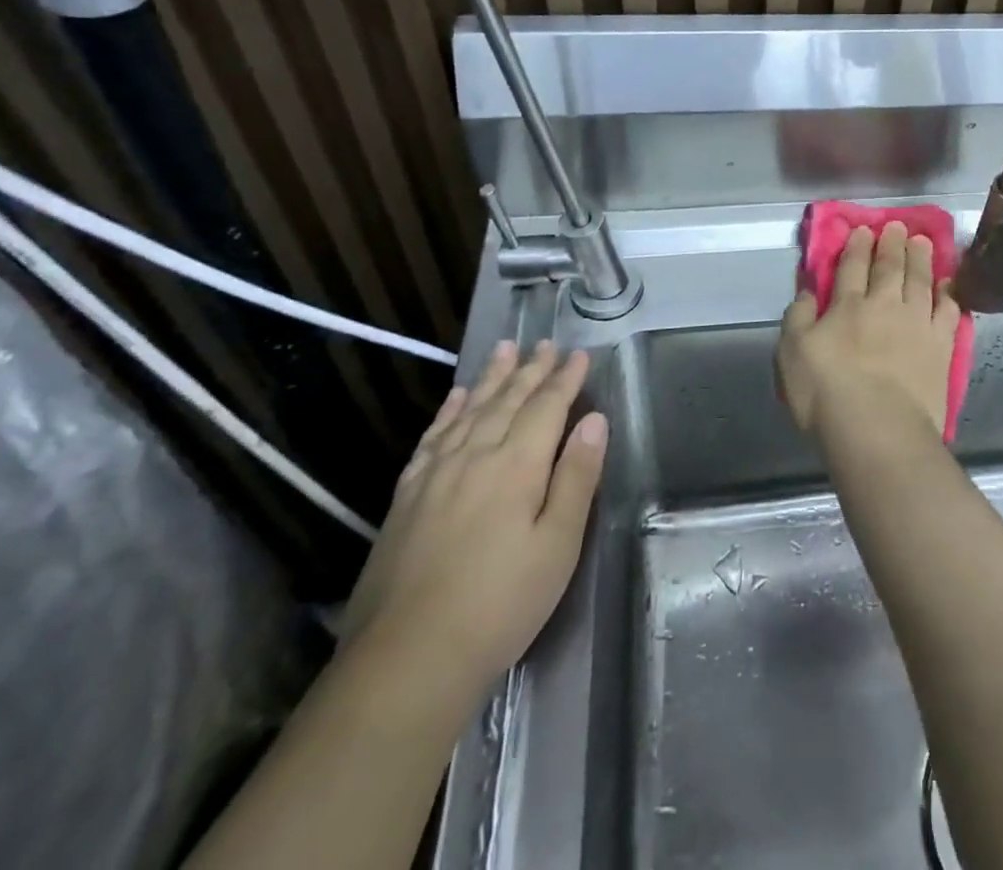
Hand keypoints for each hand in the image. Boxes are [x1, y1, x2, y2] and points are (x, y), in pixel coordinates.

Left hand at [341, 341, 607, 697]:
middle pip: (508, 400)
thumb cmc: (500, 604)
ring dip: (491, 378)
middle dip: (531, 369)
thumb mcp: (558, 545)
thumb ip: (576, 477)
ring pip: (470, 410)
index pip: (547, 407)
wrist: (406, 659)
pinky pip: (433, 437)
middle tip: (545, 342)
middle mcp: (475, 455)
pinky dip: (449, 411)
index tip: (580, 354)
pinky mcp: (407, 497)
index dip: (565, 379)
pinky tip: (457, 397)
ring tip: (504, 348)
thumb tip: (595, 420)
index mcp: (517, 465)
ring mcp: (436, 474)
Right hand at [778, 222, 960, 444]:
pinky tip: (949, 284)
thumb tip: (808, 291)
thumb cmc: (825, 392)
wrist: (878, 427)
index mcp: (847, 305)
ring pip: (921, 281)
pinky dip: (948, 294)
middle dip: (892, 244)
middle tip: (899, 226)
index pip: (852, 267)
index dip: (857, 246)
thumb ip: (798, 317)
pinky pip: (948, 311)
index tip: (863, 229)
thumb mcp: (791, 352)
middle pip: (890, 267)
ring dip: (921, 259)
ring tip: (923, 241)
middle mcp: (885, 305)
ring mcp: (917, 324)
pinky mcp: (941, 346)